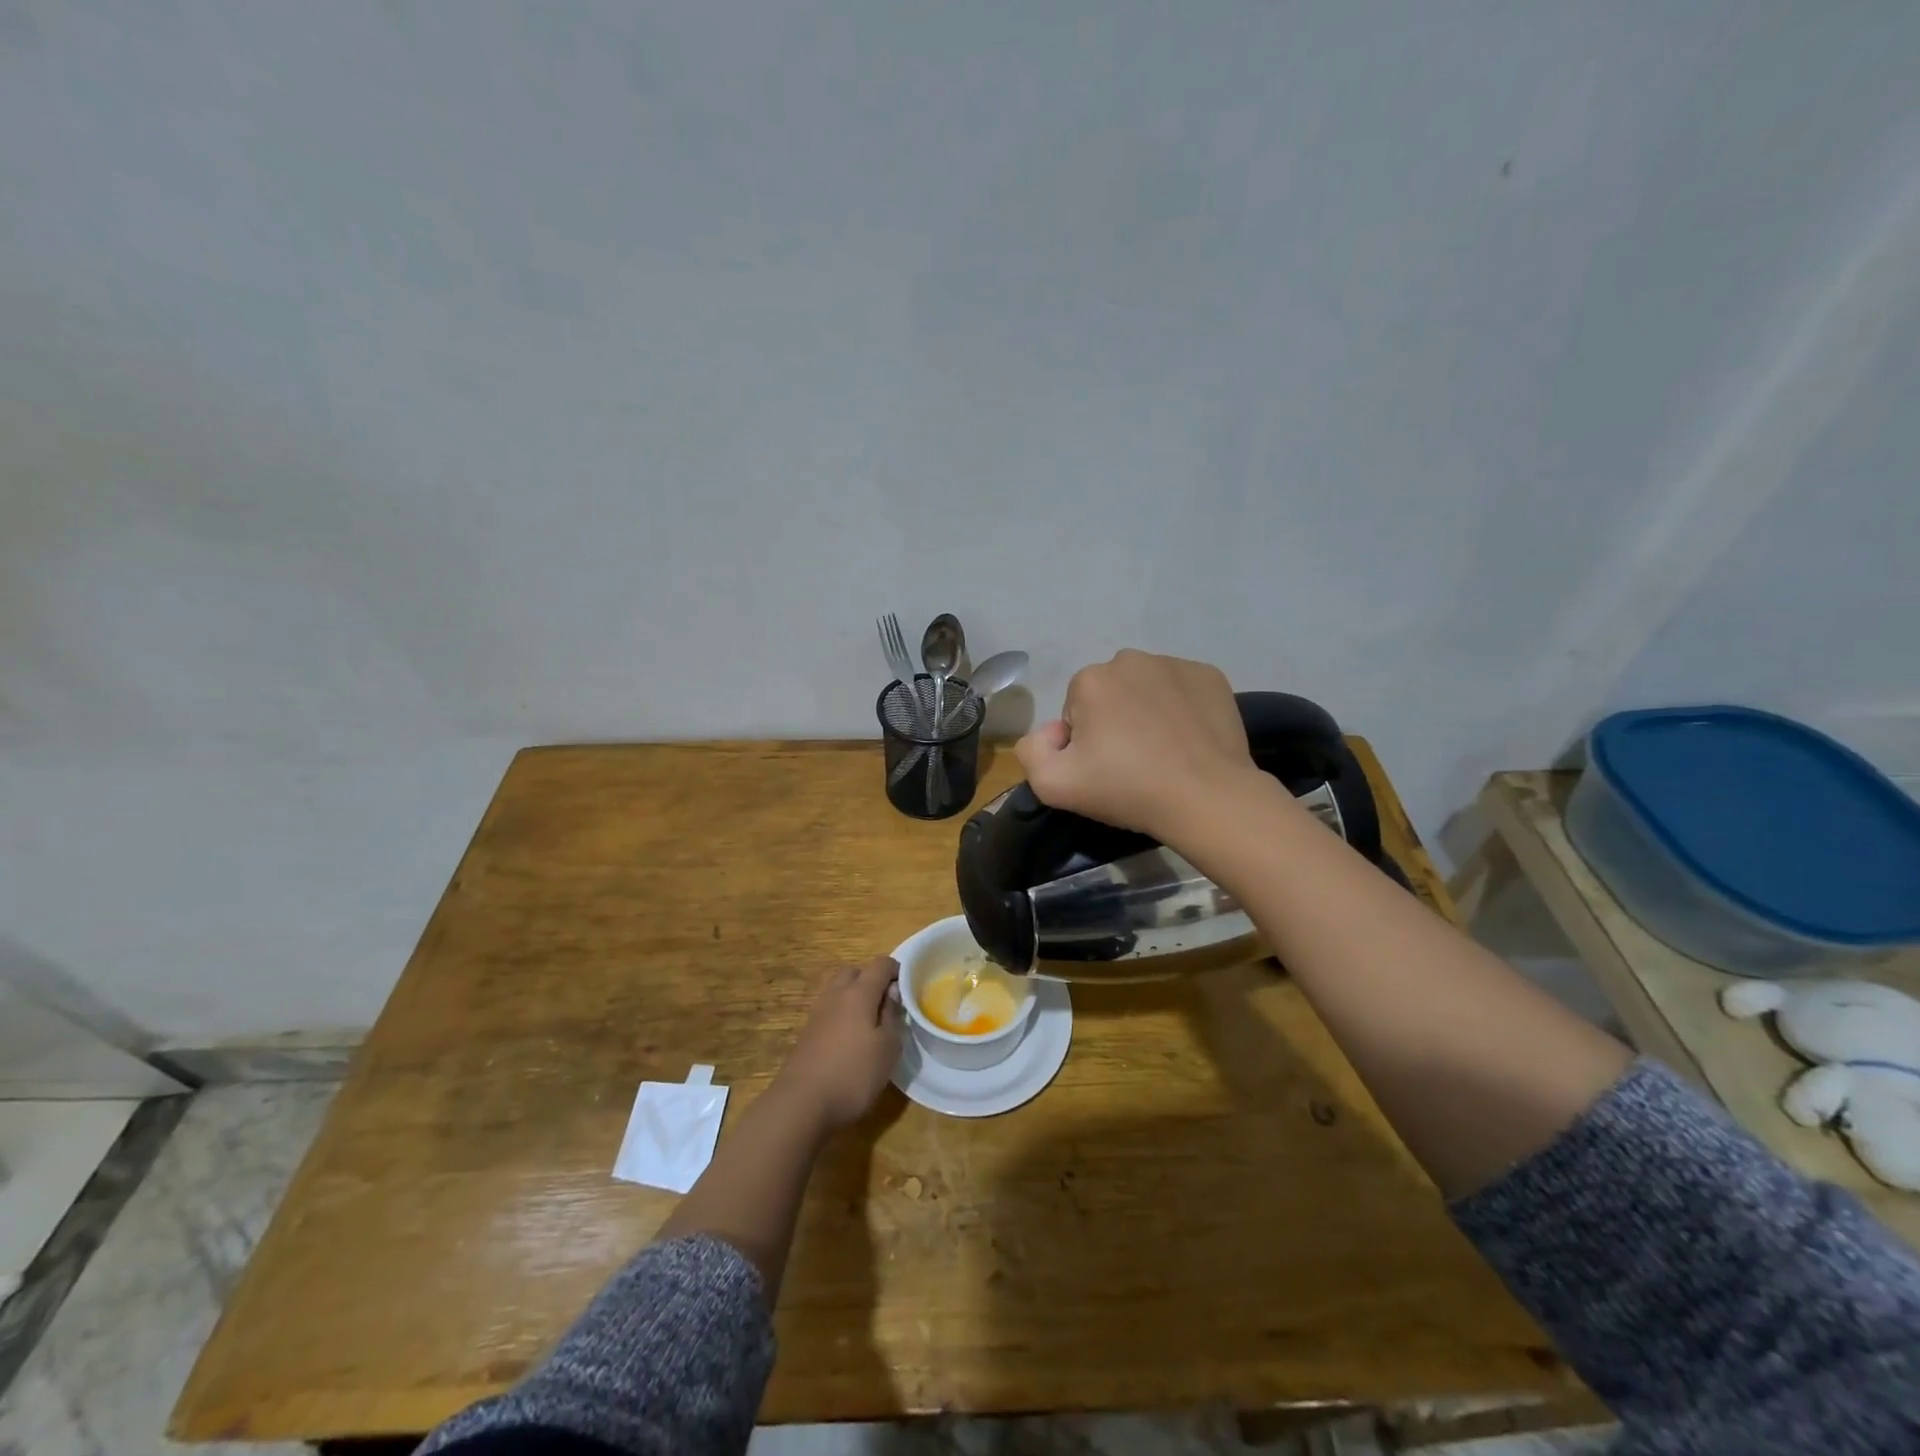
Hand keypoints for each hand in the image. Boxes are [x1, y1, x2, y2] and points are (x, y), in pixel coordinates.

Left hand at [774, 957, 904, 1132]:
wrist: (801, 1104)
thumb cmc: (853, 1074)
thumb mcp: (888, 1048)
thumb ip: (892, 1015)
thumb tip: (893, 991)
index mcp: (859, 993)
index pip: (880, 964)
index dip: (896, 970)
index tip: (908, 987)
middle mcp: (836, 995)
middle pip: (854, 972)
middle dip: (871, 979)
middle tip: (887, 1003)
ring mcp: (817, 1013)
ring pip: (838, 990)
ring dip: (854, 996)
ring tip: (869, 1022)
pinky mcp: (807, 1033)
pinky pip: (828, 1010)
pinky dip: (841, 1014)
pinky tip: (850, 1039)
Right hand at [1015, 649, 1259, 843]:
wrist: (1206, 797)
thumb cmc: (1127, 788)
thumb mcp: (1053, 785)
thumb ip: (1031, 751)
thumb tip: (1053, 731)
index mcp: (1090, 679)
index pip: (1075, 710)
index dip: (1085, 742)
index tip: (1104, 768)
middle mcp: (1130, 660)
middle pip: (1110, 694)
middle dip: (1114, 720)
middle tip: (1132, 762)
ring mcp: (1175, 664)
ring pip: (1146, 688)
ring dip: (1147, 712)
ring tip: (1163, 752)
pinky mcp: (1210, 676)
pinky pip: (1182, 689)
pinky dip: (1182, 708)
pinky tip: (1189, 740)